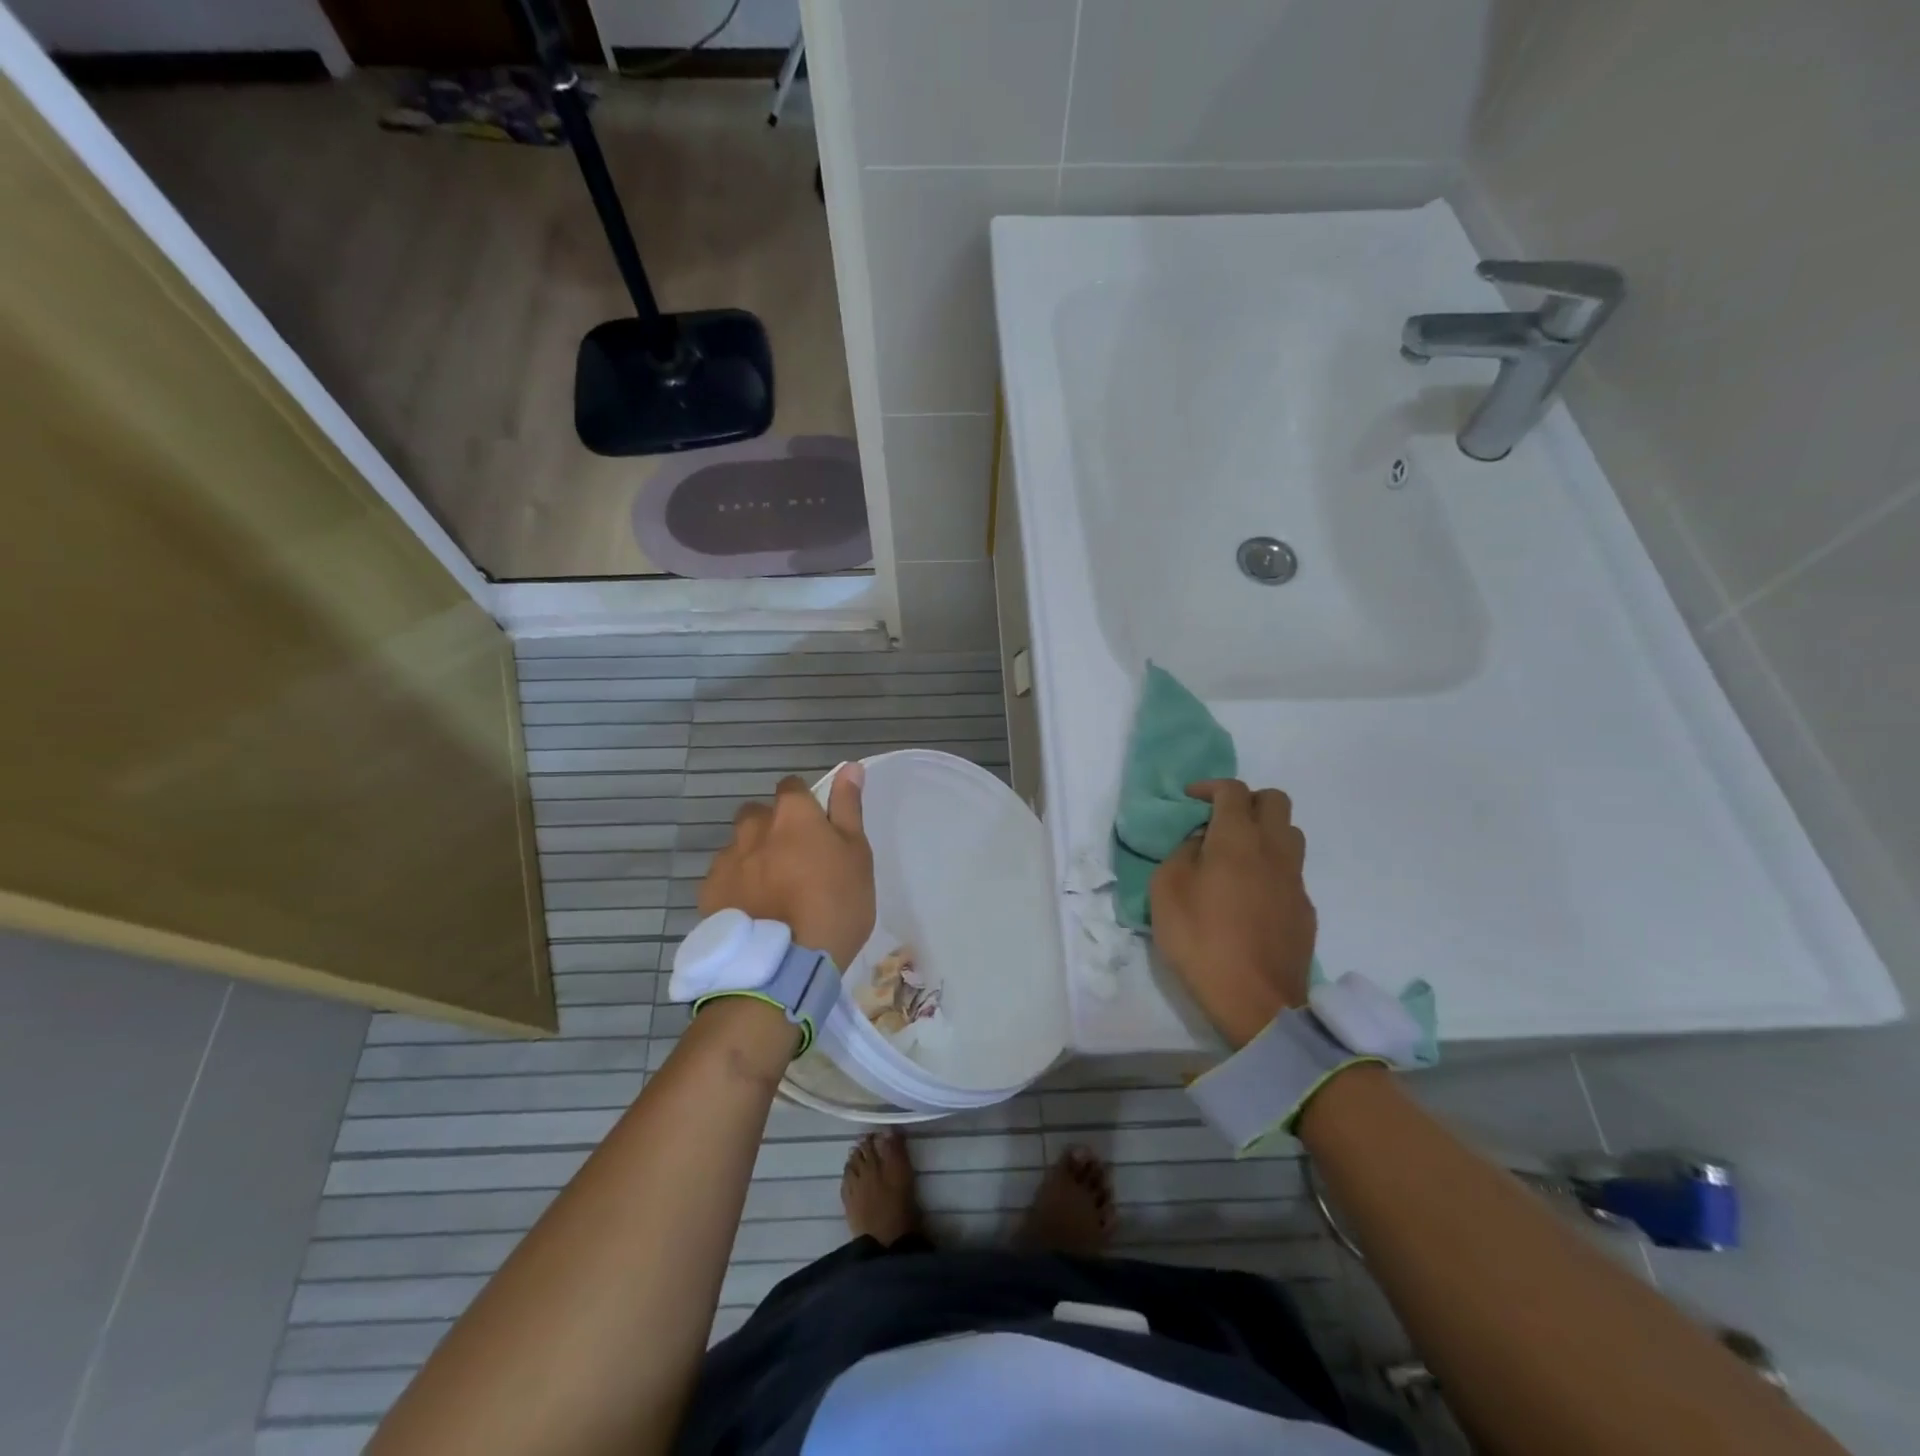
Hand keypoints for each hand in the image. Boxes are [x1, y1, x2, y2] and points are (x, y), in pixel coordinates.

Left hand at [699, 765, 874, 970]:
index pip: (792, 787)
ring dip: (753, 857)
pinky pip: (724, 878)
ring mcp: (727, 859)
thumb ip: (848, 808)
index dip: (804, 804)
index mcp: (792, 814)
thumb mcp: (857, 855)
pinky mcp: (709, 892)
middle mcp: (754, 828)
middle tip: (795, 862)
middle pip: (759, 815)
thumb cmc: (835, 904)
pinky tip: (753, 912)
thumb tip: (850, 767)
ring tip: (772, 892)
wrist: (785, 964)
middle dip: (773, 828)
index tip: (816, 829)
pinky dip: (737, 887)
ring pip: (740, 846)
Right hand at [1149, 779, 1316, 1048]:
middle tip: (1220, 821)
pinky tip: (1250, 893)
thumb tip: (1201, 843)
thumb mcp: (1166, 891)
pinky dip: (1272, 866)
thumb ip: (1182, 854)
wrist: (1256, 1000)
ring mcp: (1295, 880)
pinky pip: (1291, 870)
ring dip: (1265, 831)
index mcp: (1237, 839)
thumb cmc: (1201, 940)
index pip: (1233, 791)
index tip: (1191, 800)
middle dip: (1246, 801)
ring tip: (1237, 854)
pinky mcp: (1304, 908)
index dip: (1210, 787)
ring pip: (1290, 833)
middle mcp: (1273, 850)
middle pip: (1274, 800)